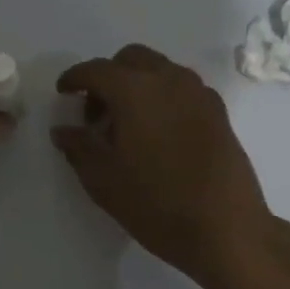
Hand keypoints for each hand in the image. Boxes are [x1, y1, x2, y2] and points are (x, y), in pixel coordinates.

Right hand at [53, 45, 276, 288]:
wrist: (226, 229)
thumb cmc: (156, 203)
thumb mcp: (103, 180)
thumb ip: (78, 147)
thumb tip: (63, 129)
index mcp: (136, 91)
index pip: (97, 70)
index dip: (75, 78)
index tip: (63, 92)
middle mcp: (169, 80)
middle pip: (131, 59)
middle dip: (108, 77)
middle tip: (96, 114)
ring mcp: (199, 94)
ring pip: (160, 70)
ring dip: (137, 84)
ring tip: (126, 126)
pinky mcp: (218, 113)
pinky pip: (181, 89)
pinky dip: (161, 97)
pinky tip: (156, 134)